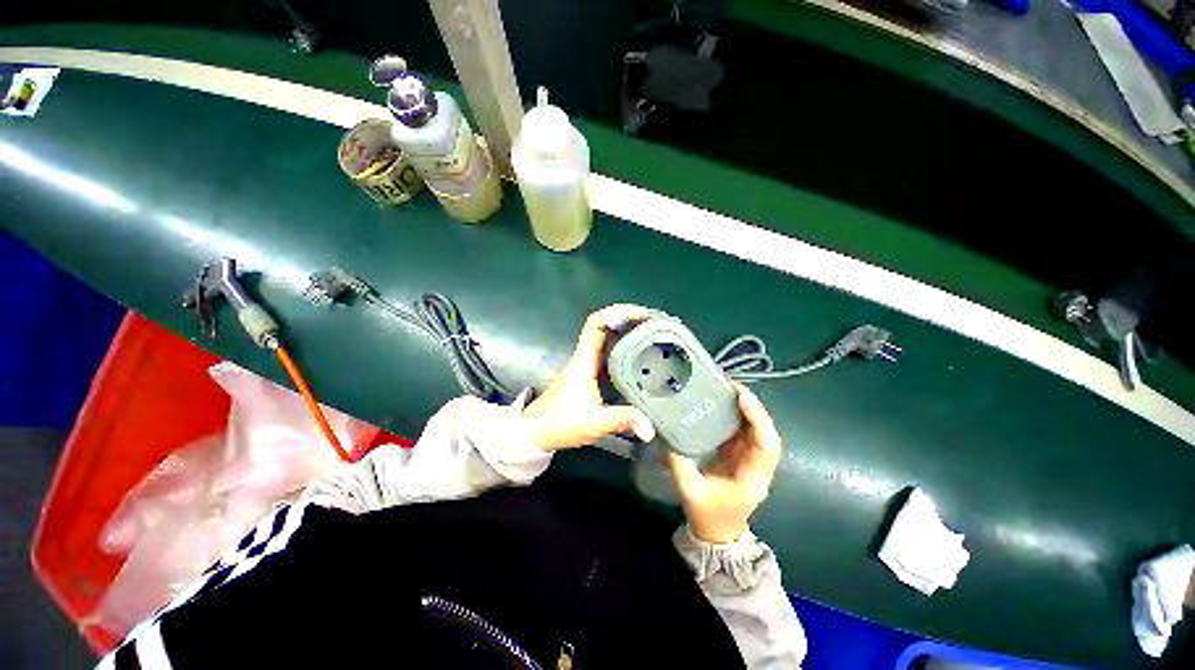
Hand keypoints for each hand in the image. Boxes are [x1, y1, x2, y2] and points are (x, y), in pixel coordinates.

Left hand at [524, 305, 656, 451]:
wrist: (536, 432)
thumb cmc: (559, 423)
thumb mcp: (594, 422)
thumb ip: (622, 421)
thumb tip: (650, 427)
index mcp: (584, 360)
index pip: (596, 324)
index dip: (617, 312)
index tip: (640, 314)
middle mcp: (585, 357)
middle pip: (604, 326)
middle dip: (628, 319)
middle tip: (654, 324)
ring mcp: (586, 365)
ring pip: (606, 339)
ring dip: (626, 332)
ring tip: (651, 335)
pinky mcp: (589, 374)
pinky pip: (608, 353)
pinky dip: (623, 348)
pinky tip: (639, 358)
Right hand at [666, 383, 782, 543]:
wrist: (717, 535)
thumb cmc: (707, 516)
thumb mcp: (689, 491)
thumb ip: (678, 463)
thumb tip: (665, 434)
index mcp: (752, 478)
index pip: (766, 445)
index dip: (757, 418)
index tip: (741, 396)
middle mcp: (757, 467)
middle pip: (765, 433)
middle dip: (753, 407)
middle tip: (732, 386)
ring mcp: (751, 461)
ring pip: (756, 431)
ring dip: (746, 409)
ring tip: (727, 389)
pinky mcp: (741, 457)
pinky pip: (744, 433)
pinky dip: (737, 416)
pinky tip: (723, 404)